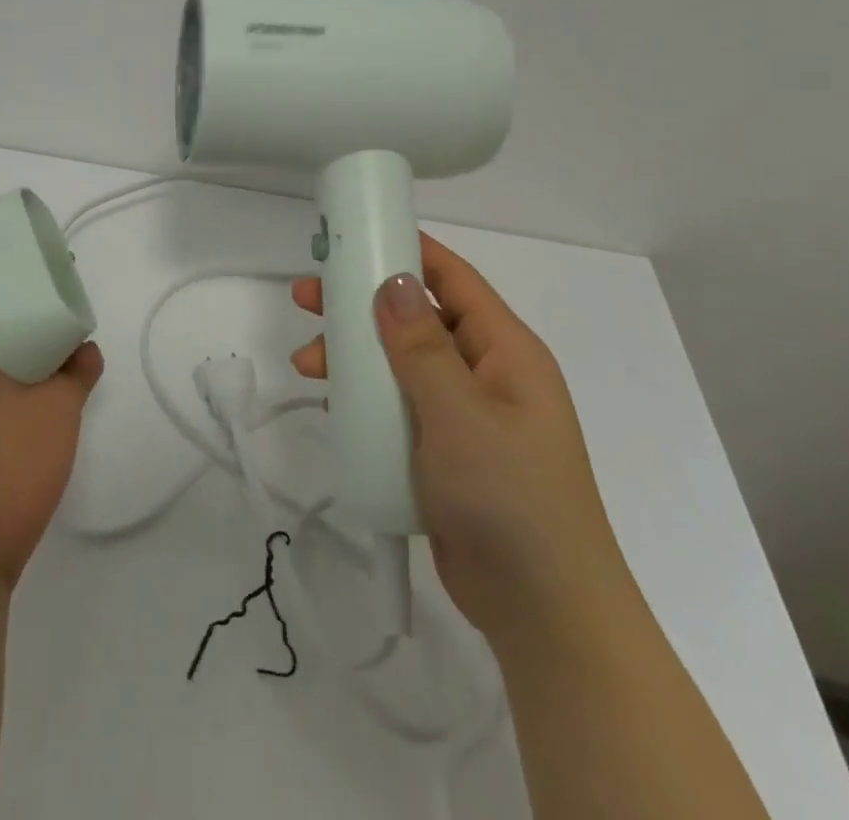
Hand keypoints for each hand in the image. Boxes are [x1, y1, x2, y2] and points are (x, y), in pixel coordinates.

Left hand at [0, 189, 104, 588]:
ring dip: (56, 294)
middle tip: (38, 233)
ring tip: (68, 273)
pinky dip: (84, 350)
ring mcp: (22, 376)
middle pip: (2, 286)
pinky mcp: (60, 405)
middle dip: (16, 257)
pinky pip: (79, 366)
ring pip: (44, 318)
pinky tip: (82, 346)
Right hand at [290, 233, 634, 650]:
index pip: (453, 279)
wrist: (541, 612)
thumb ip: (422, 347)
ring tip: (307, 361)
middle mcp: (486, 373)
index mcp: (505, 352)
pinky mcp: (444, 450)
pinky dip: (363, 394)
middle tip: (307, 297)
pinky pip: (397, 403)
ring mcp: (465, 414)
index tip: (354, 237)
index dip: (407, 251)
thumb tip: (395, 281)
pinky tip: (329, 399)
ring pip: (400, 362)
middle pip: (417, 318)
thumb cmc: (508, 497)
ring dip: (354, 354)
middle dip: (362, 305)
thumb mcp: (460, 414)